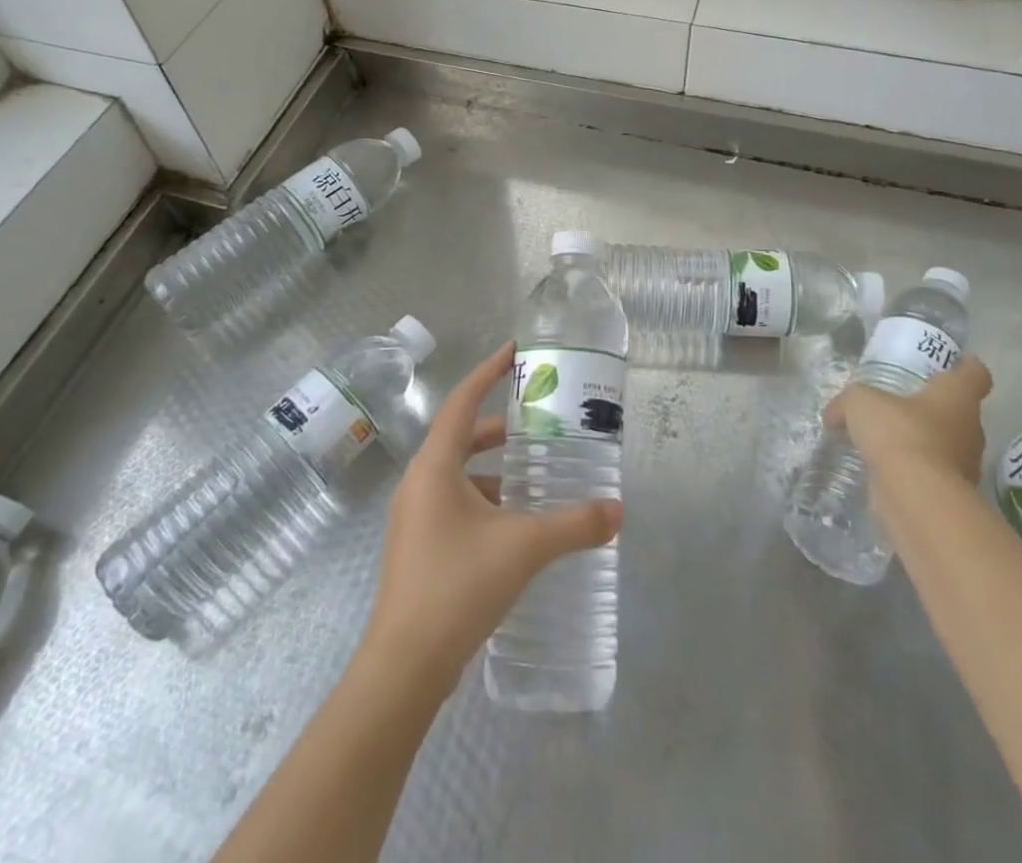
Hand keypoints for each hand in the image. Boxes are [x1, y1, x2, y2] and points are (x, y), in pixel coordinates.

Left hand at [359, 342, 621, 697]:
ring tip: (537, 473)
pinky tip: (517, 524)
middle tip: (541, 420)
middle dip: (501, 426)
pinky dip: (486, 500)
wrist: (403, 668)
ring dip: (495, 468)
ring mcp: (415, 518)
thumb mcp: (523, 547)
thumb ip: (574, 525)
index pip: (463, 401)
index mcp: (434, 466)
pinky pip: (455, 504)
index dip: (489, 372)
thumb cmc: (457, 586)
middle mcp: (419, 483)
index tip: (516, 352)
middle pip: (462, 437)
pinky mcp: (420, 548)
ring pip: (459, 474)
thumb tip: (617, 510)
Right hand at [825, 353, 993, 487]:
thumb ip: (848, 403)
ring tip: (886, 441)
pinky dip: (912, 471)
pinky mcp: (950, 495)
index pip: (976, 374)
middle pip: (960, 412)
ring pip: (946, 445)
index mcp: (957, 397)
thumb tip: (834, 415)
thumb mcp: (861, 402)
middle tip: (902, 405)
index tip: (953, 364)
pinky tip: (883, 470)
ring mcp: (965, 465)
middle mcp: (969, 429)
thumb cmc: (899, 433)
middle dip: (933, 409)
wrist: (916, 497)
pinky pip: (931, 474)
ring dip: (922, 442)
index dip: (966, 366)